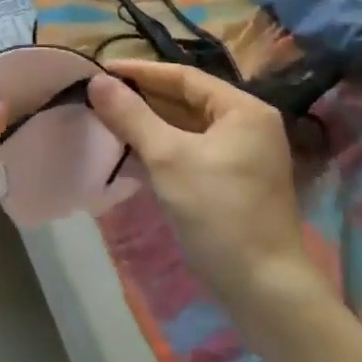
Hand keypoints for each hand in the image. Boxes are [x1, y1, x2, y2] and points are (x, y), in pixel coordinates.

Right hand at [89, 60, 323, 314]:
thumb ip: (131, 115)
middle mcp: (248, 126)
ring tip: (106, 119)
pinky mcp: (232, 183)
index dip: (139, 72)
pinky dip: (161, 148)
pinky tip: (129, 151)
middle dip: (141, 98)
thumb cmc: (219, 212)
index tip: (100, 70)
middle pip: (185, 100)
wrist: (265, 291)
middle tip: (98, 95)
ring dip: (148, 124)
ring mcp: (243, 156)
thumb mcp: (168, 158)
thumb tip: (96, 81)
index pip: (183, 77)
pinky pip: (190, 151)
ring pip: (186, 128)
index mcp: (243, 110)